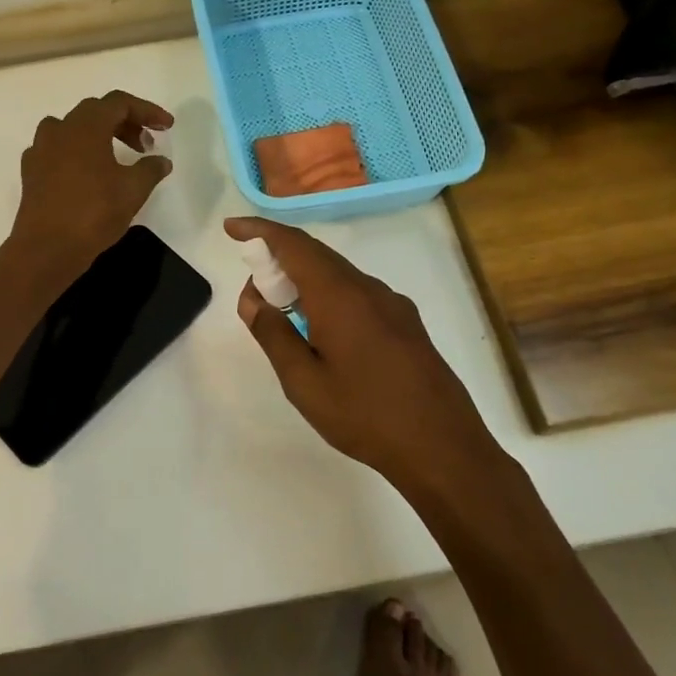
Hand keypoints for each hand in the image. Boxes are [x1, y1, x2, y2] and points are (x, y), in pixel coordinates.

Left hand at [10, 91, 173, 282]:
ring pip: (73, 129)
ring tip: (117, 157)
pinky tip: (89, 174)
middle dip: (125, 123)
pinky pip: (58, 150)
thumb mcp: (133, 190)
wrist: (46, 248)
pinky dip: (78, 153)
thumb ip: (150, 169)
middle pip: (96, 112)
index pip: (119, 103)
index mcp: (85, 126)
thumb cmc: (93, 213)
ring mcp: (40, 150)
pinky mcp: (31, 172)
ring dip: (99, 136)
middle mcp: (59, 129)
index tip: (166, 127)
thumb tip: (161, 161)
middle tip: (145, 145)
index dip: (146, 111)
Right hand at [224, 216, 499, 488]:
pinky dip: (328, 295)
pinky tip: (322, 330)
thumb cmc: (365, 415)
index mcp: (339, 295)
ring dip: (304, 280)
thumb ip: (274, 334)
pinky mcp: (407, 324)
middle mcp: (368, 288)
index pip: (293, 244)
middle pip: (316, 255)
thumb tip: (253, 300)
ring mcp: (393, 305)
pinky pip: (358, 294)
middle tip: (252, 284)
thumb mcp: (304, 382)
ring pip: (338, 275)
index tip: (231, 227)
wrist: (443, 448)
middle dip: (278, 257)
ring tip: (281, 311)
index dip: (259, 230)